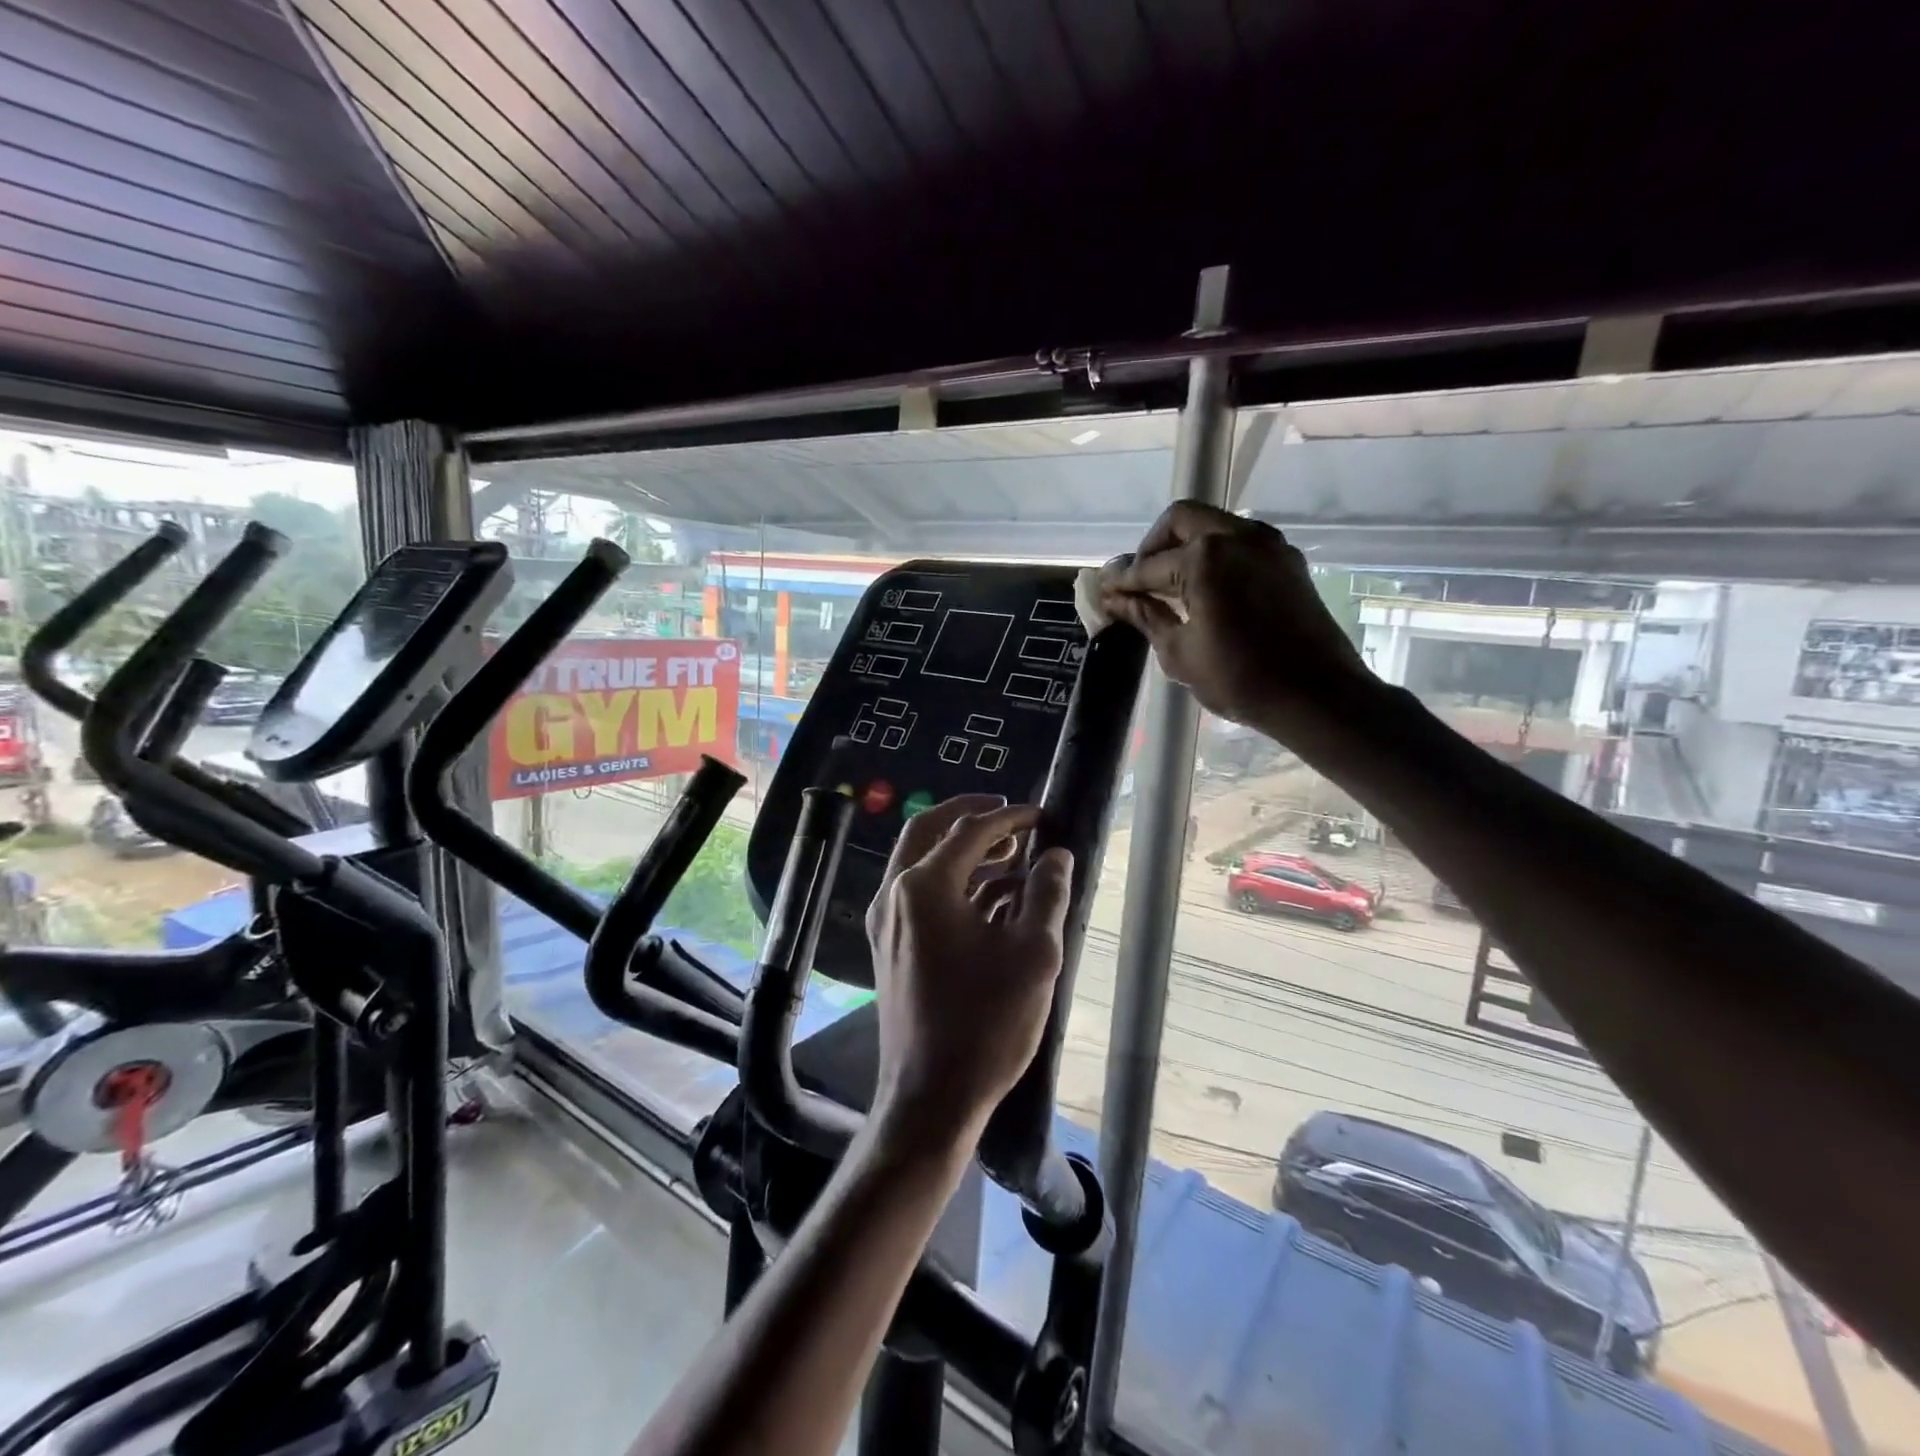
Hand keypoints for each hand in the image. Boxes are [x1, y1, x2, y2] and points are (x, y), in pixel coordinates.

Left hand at [864, 795, 1072, 1146]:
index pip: (970, 830)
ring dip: (963, 851)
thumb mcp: (1034, 953)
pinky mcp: (890, 946)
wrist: (931, 1098)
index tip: (1043, 814)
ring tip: (1012, 855)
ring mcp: (886, 922)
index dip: (1010, 817)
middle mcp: (894, 894)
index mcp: (923, 886)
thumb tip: (1058, 855)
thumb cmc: (987, 1023)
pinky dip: (953, 883)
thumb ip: (1048, 894)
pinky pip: (919, 895)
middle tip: (1009, 814)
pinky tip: (992, 897)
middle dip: (969, 816)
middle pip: (928, 831)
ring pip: (921, 862)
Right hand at [1101, 501, 1370, 733]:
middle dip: (1153, 546)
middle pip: (1181, 520)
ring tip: (1171, 586)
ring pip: (1214, 525)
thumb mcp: (1179, 652)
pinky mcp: (1287, 560)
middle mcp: (1237, 536)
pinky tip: (1206, 589)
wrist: (1316, 695)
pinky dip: (1215, 555)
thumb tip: (1115, 600)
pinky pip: (1240, 542)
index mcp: (1204, 558)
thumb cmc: (1239, 679)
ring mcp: (1268, 544)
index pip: (1148, 565)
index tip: (1104, 592)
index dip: (1122, 581)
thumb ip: (1146, 616)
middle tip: (1140, 580)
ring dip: (1186, 546)